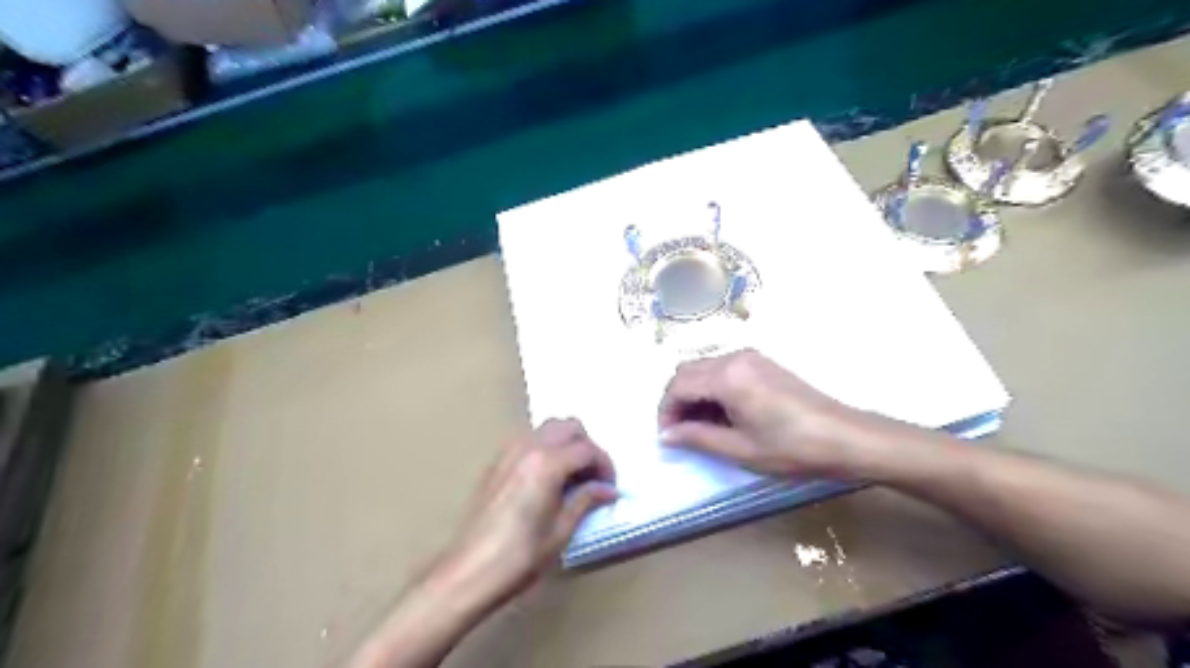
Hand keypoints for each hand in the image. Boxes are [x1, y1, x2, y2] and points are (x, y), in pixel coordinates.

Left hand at [441, 423, 618, 604]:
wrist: (469, 571)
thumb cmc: (520, 556)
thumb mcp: (560, 531)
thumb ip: (586, 500)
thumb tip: (608, 489)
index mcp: (547, 463)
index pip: (587, 449)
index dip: (605, 466)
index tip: (610, 486)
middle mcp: (528, 447)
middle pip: (568, 426)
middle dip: (587, 446)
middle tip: (593, 476)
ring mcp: (509, 451)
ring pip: (547, 428)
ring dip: (566, 443)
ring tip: (573, 475)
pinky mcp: (496, 462)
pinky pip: (529, 439)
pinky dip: (545, 447)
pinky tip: (548, 478)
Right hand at [654, 349, 898, 478]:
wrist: (844, 437)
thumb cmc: (791, 447)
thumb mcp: (739, 448)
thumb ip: (697, 438)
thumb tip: (666, 436)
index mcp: (727, 377)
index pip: (678, 386)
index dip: (666, 411)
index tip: (667, 437)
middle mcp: (734, 357)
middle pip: (687, 371)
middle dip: (677, 400)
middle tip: (681, 431)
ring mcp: (750, 357)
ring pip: (704, 369)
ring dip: (694, 394)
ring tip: (702, 426)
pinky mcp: (762, 363)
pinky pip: (723, 369)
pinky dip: (712, 388)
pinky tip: (723, 414)